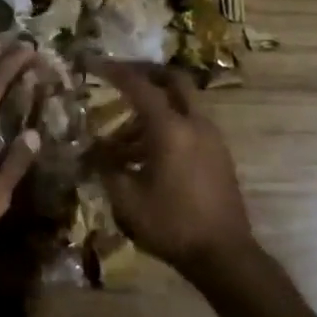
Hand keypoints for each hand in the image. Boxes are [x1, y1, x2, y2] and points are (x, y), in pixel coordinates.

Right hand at [91, 61, 255, 276]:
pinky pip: (189, 126)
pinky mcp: (218, 154)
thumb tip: (93, 150)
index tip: (94, 62)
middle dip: (145, 73)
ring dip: (152, 110)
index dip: (114, 71)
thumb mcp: (126, 199)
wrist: (223, 254)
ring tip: (120, 140)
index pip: (139, 86)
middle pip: (172, 80)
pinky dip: (166, 127)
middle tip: (119, 77)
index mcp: (170, 129)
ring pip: (180, 106)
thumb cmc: (170, 224)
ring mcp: (212, 138)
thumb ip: (107, 168)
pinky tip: (145, 155)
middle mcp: (195, 124)